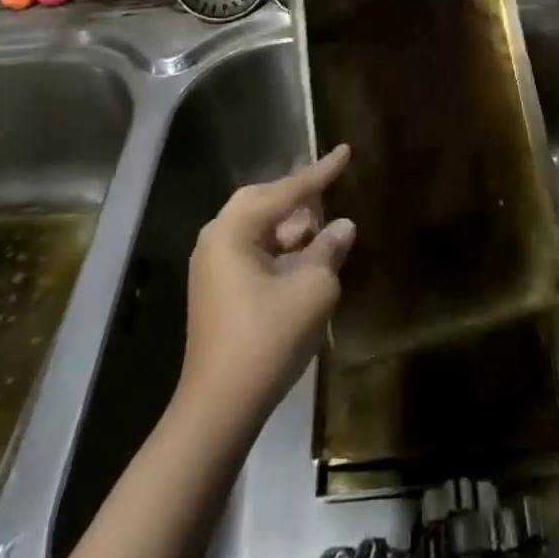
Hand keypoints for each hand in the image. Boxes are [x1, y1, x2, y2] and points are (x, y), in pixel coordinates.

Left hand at [180, 145, 356, 425]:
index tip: (345, 150)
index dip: (321, 172)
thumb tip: (342, 226)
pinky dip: (281, 247)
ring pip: (259, 227)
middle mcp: (217, 239)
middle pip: (264, 202)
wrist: (220, 407)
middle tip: (331, 183)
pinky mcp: (218, 289)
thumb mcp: (313, 287)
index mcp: (234, 230)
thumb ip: (328, 248)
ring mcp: (213, 266)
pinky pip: (253, 250)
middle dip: (300, 195)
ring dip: (292, 224)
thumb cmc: (268, 338)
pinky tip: (307, 254)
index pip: (287, 190)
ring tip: (325, 221)